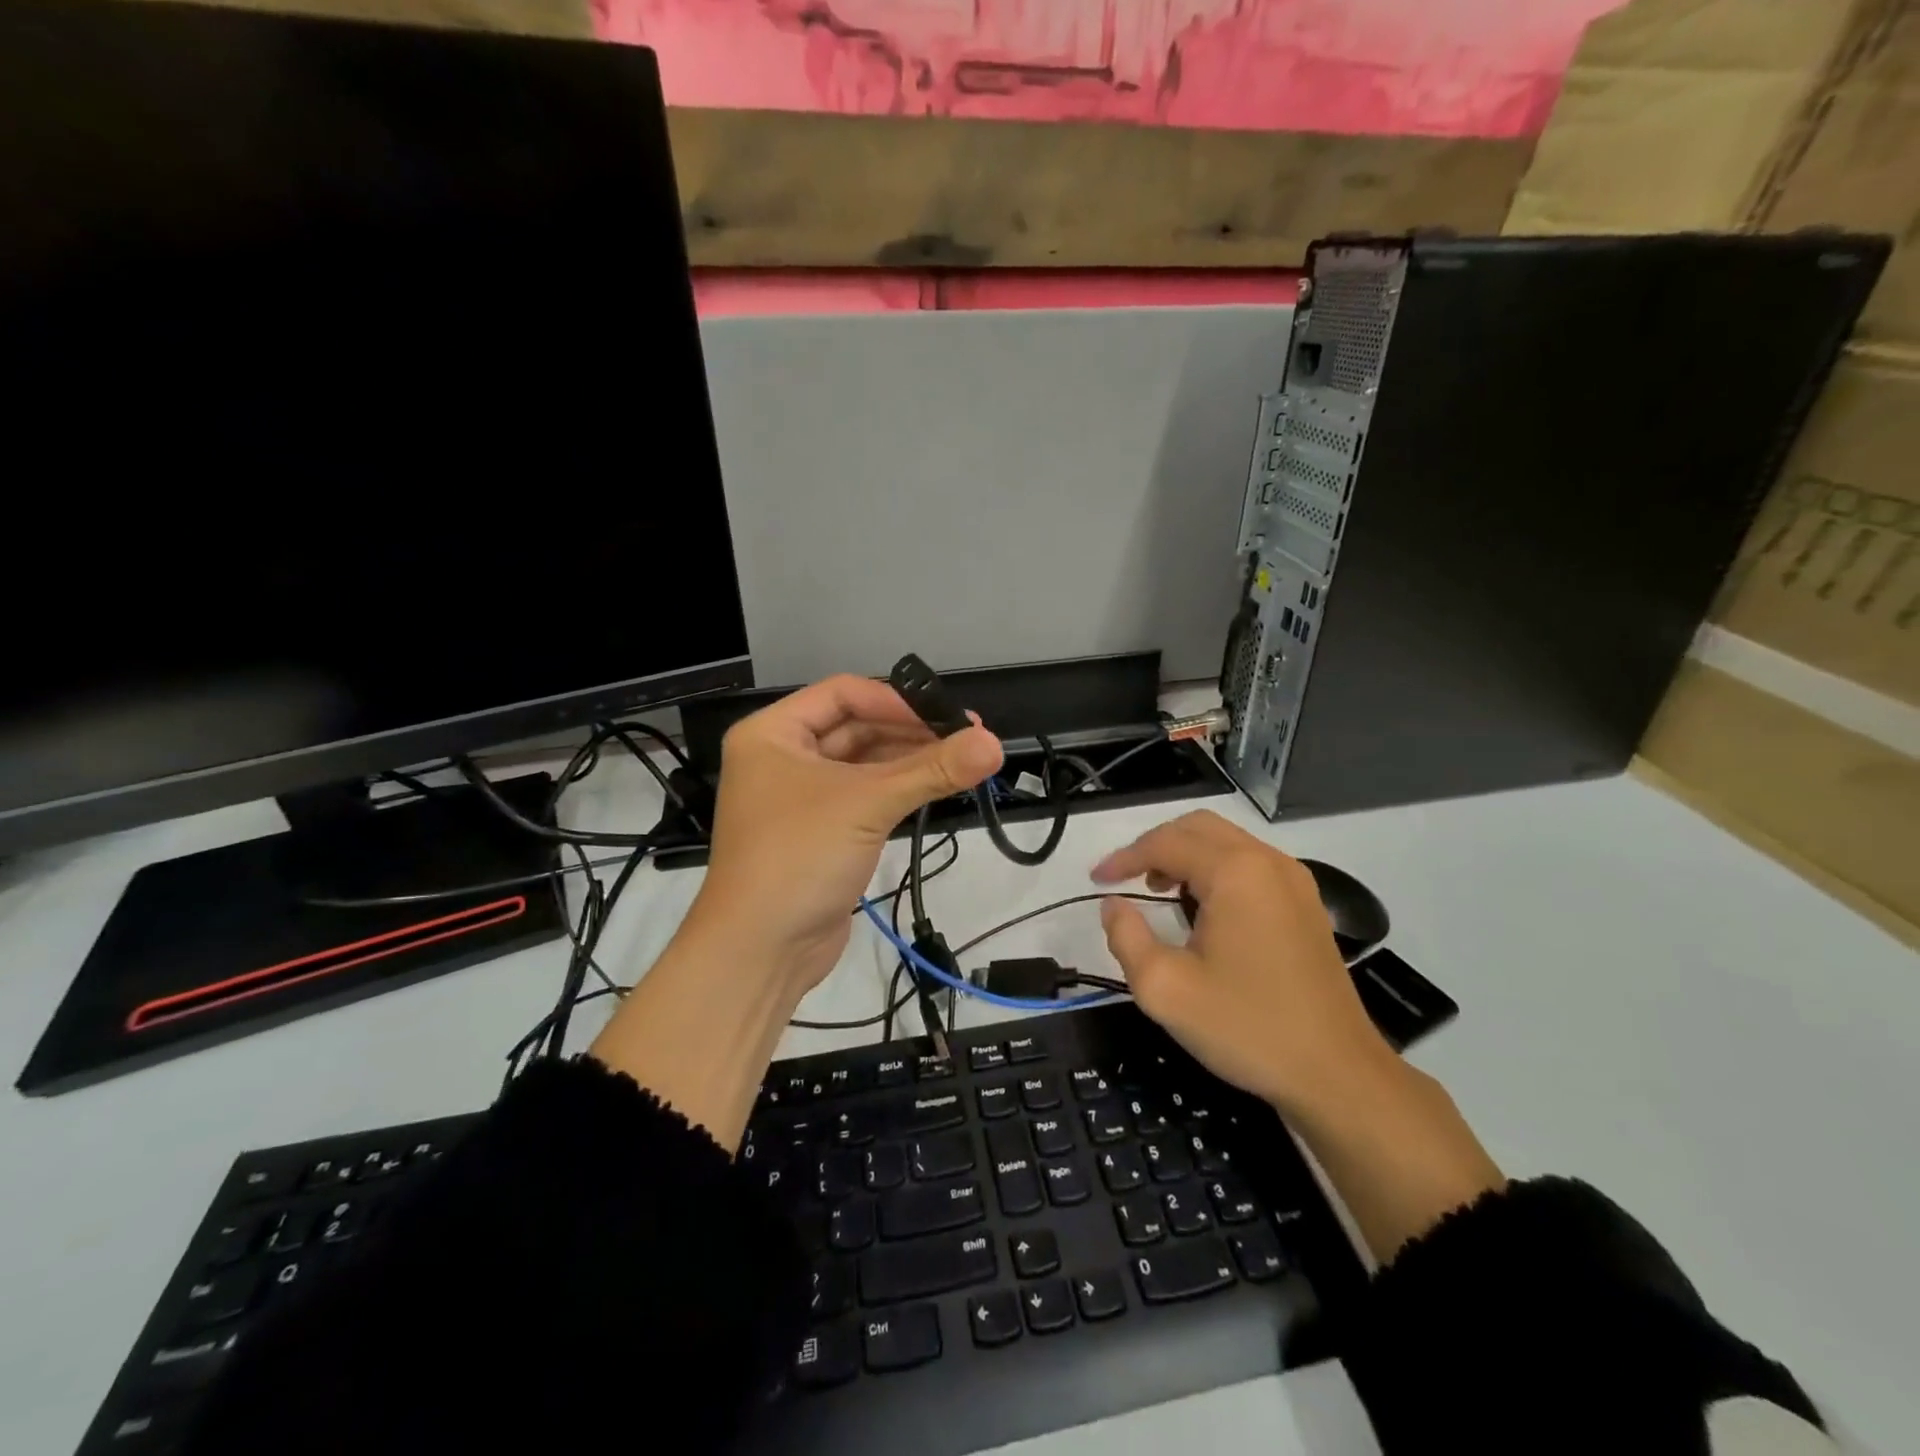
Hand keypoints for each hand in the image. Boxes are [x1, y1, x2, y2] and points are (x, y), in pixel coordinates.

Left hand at [690, 674, 1003, 991]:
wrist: (760, 951)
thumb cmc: (799, 857)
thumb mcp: (867, 804)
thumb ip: (932, 770)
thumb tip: (994, 743)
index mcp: (773, 733)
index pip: (843, 694)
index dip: (896, 701)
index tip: (946, 717)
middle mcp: (783, 756)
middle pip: (856, 727)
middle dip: (910, 731)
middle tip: (968, 737)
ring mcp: (801, 796)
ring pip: (863, 763)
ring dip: (909, 761)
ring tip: (963, 761)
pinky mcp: (821, 831)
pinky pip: (864, 795)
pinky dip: (898, 789)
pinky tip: (936, 786)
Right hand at [1092, 810, 1396, 1118]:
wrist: (1337, 1074)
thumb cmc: (1247, 1027)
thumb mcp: (1165, 989)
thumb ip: (1126, 937)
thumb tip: (1114, 905)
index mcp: (1235, 873)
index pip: (1165, 843)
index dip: (1123, 858)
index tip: (1096, 881)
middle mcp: (1267, 862)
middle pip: (1198, 828)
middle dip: (1155, 846)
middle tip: (1126, 879)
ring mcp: (1294, 880)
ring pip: (1226, 842)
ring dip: (1186, 855)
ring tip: (1159, 892)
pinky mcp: (1307, 904)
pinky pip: (1250, 864)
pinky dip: (1216, 870)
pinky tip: (1202, 908)